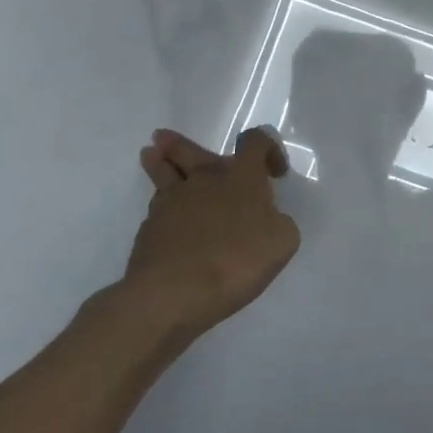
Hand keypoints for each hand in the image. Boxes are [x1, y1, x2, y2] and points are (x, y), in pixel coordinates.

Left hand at [116, 126, 300, 338]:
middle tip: (168, 138)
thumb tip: (267, 219)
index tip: (275, 173)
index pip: (255, 142)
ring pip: (164, 173)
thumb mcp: (282, 242)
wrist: (172, 293)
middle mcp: (205, 180)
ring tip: (150, 153)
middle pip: (192, 151)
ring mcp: (172, 202)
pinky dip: (161, 205)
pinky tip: (162, 214)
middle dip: (183, 144)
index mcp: (242, 177)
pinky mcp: (149, 229)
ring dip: (159, 161)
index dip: (268, 148)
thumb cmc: (236, 261)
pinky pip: (157, 207)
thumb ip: (279, 222)